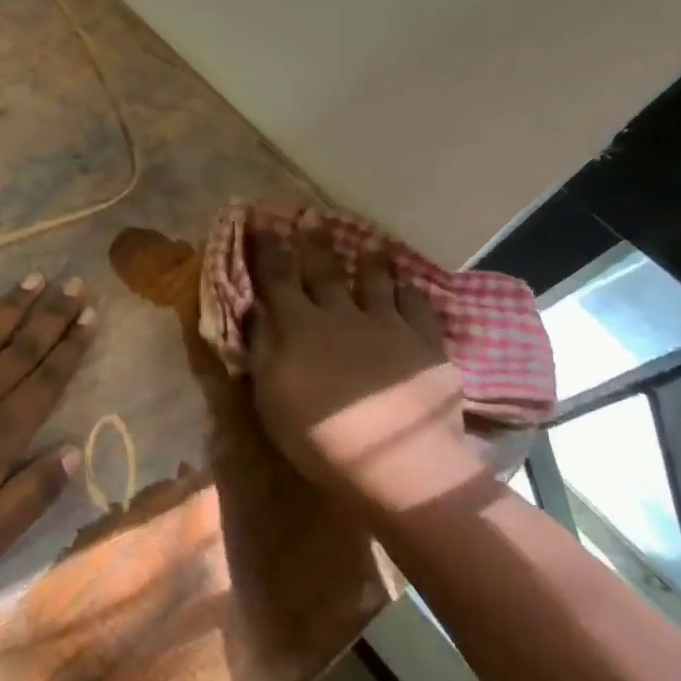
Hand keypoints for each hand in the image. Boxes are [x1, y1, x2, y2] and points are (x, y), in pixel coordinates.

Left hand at [0, 272, 93, 583]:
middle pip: (24, 346)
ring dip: (14, 303)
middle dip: (53, 314)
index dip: (72, 346)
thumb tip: (75, 452)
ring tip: (37, 277)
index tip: (91, 315)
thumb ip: (35, 495)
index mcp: (3, 432)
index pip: (48, 379)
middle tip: (76, 284)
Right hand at [245, 226, 486, 511]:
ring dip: (369, 259)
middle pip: (324, 271)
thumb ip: (262, 348)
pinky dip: (409, 290)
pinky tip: (409, 282)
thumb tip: (256, 309)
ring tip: (370, 240)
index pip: (277, 276)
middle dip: (314, 242)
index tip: (260, 217)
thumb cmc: (320, 437)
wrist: (398, 464)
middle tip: (310, 215)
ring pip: (375, 282)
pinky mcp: (424, 344)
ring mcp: (387, 326)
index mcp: (300, 327)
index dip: (267, 245)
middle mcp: (341, 315)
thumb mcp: (271, 398)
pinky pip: (416, 306)